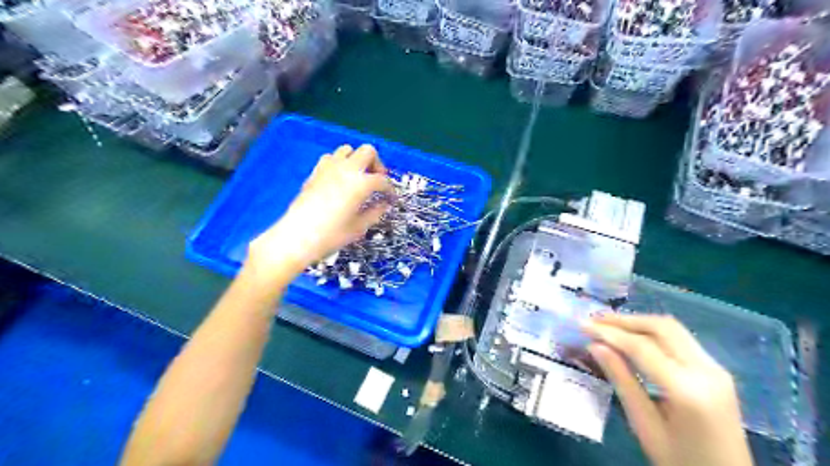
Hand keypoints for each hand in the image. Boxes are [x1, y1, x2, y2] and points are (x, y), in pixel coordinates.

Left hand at [246, 146, 393, 281]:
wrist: (297, 237)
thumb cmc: (331, 235)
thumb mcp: (359, 227)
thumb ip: (376, 212)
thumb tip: (384, 204)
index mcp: (360, 183)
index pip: (382, 180)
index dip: (390, 190)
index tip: (391, 198)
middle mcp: (346, 169)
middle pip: (368, 152)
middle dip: (376, 164)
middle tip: (377, 181)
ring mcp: (328, 168)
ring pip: (348, 150)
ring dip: (357, 160)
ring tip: (358, 178)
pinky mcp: (315, 172)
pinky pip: (331, 158)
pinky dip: (339, 163)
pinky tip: (339, 179)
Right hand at [583, 312, 753, 465]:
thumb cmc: (680, 461)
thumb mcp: (644, 425)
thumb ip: (621, 380)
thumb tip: (594, 346)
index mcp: (688, 390)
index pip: (642, 347)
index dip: (609, 332)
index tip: (582, 324)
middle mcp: (707, 371)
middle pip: (661, 327)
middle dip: (624, 320)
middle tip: (594, 320)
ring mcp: (716, 369)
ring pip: (672, 329)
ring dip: (638, 323)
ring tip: (608, 325)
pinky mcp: (716, 371)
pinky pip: (680, 340)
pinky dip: (652, 333)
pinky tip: (633, 337)